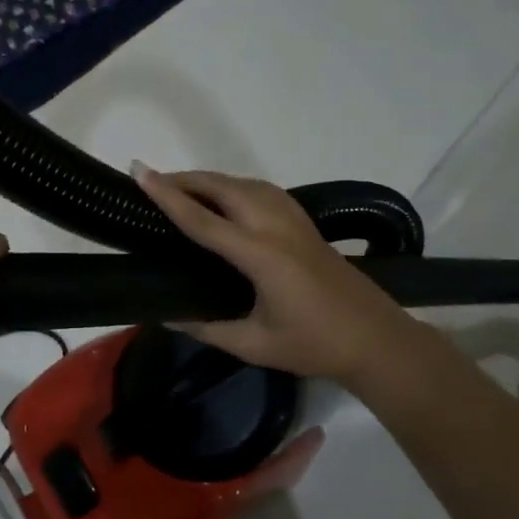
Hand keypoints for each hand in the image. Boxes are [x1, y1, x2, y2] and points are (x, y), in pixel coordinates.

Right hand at [133, 163, 422, 385]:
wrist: (377, 340)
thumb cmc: (315, 345)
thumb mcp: (255, 345)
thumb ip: (207, 328)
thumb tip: (167, 316)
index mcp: (262, 256)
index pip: (203, 220)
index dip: (168, 196)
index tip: (140, 173)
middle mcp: (276, 228)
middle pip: (224, 188)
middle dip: (186, 179)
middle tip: (152, 181)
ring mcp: (295, 222)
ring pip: (245, 184)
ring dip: (210, 180)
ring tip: (181, 188)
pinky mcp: (305, 225)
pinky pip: (262, 191)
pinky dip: (234, 186)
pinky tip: (225, 198)